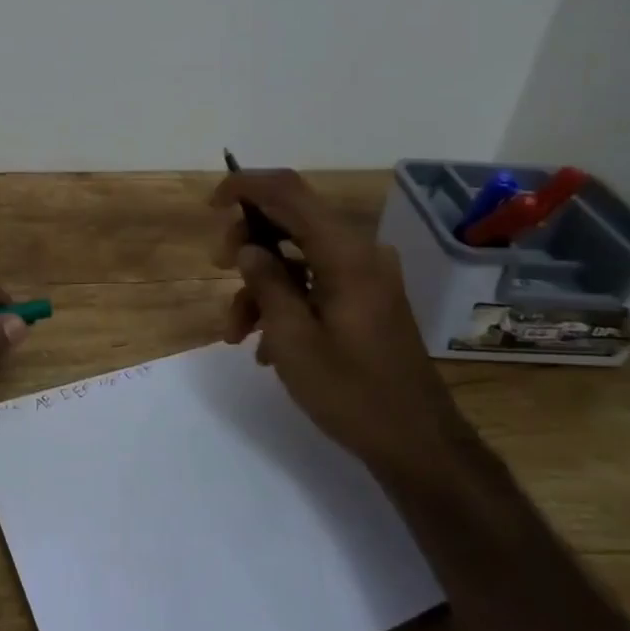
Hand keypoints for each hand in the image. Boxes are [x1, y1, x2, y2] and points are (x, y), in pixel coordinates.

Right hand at [212, 169, 455, 468]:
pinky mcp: (367, 299)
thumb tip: (248, 248)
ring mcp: (366, 276)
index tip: (211, 206)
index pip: (288, 192)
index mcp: (345, 253)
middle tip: (219, 269)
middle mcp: (360, 252)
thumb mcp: (293, 339)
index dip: (245, 186)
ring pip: (298, 258)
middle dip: (248, 243)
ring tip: (236, 333)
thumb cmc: (351, 392)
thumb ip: (266, 283)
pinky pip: (316, 281)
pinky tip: (266, 347)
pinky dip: (286, 301)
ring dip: (262, 286)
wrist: (418, 443)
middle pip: (291, 220)